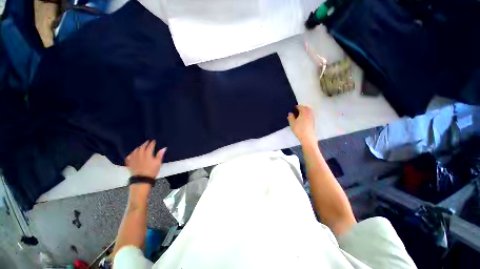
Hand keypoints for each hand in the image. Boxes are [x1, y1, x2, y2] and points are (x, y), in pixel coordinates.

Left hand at [125, 140, 166, 178]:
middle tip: (147, 142)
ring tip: (140, 147)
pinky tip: (133, 154)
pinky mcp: (130, 163)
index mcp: (147, 154)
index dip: (152, 143)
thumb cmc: (152, 170)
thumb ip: (160, 155)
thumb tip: (164, 148)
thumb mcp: (158, 163)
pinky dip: (131, 154)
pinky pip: (129, 156)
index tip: (153, 141)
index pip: (150, 147)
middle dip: (145, 144)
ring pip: (135, 151)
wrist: (142, 179)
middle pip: (141, 147)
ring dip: (138, 148)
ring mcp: (134, 159)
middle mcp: (139, 155)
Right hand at [287, 105, 315, 144]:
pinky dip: (305, 116)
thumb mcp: (292, 123)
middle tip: (295, 111)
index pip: (300, 106)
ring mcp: (312, 117)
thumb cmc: (299, 129)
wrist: (307, 137)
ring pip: (308, 112)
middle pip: (305, 108)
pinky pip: (309, 116)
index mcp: (304, 112)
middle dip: (300, 108)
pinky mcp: (313, 122)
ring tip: (298, 116)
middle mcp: (309, 113)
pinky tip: (301, 120)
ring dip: (303, 112)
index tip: (292, 109)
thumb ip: (290, 117)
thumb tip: (290, 113)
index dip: (295, 107)